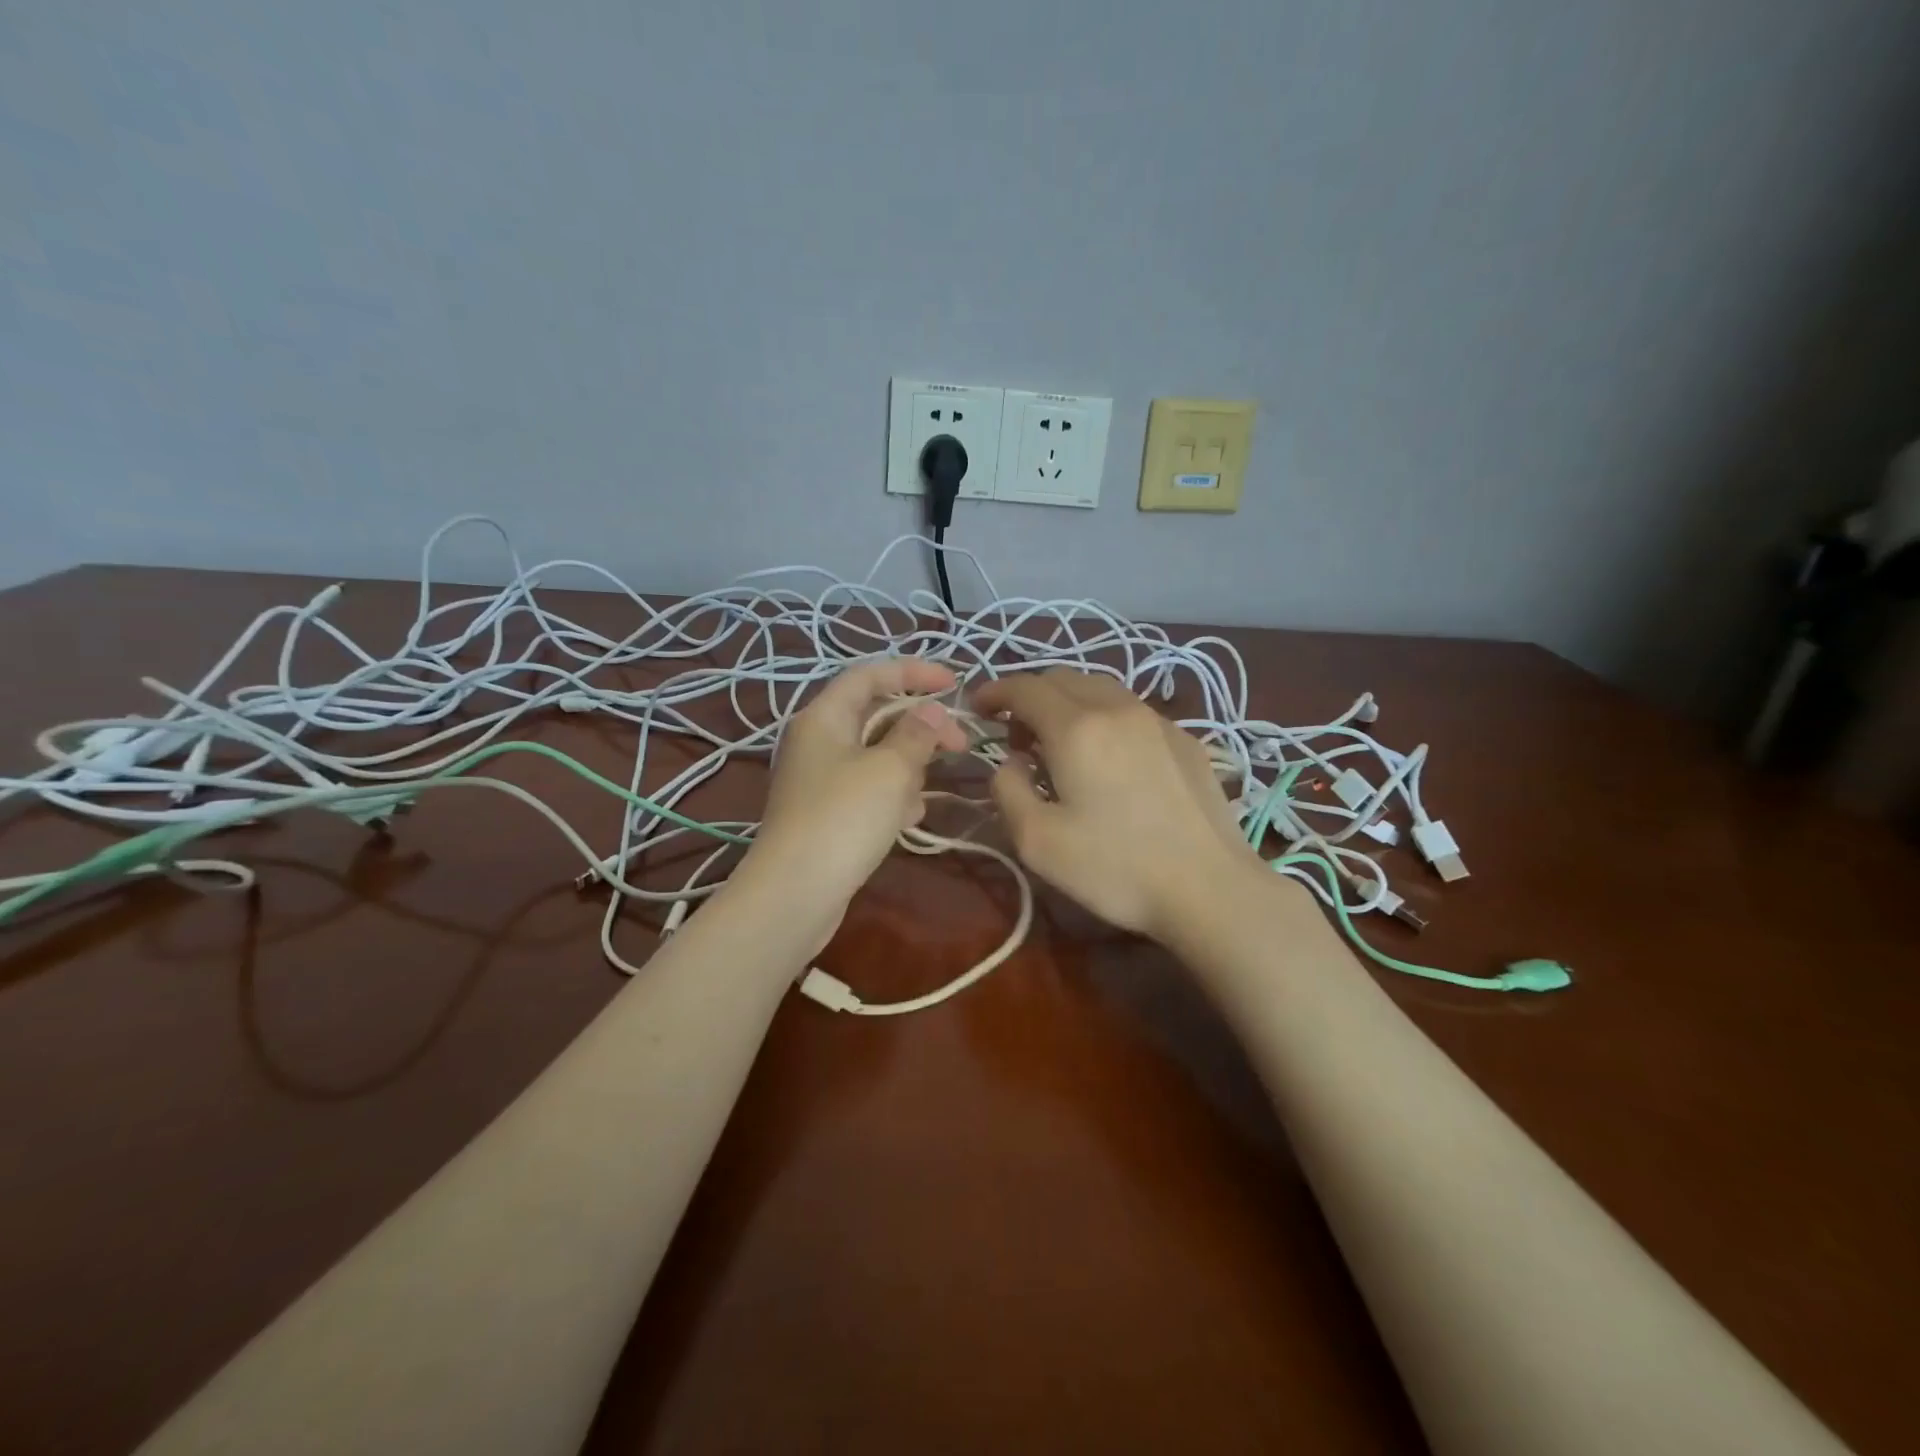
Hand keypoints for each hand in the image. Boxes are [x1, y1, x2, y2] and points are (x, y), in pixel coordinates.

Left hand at [741, 658, 969, 935]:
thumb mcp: (891, 769)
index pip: (870, 674)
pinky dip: (892, 796)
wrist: (795, 893)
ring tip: (925, 791)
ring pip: (876, 755)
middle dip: (920, 726)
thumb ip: (916, 734)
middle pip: (875, 715)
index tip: (955, 683)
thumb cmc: (845, 818)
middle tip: (961, 744)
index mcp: (824, 716)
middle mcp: (818, 741)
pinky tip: (909, 818)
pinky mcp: (827, 813)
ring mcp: (820, 779)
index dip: (914, 672)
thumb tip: (931, 711)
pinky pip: (868, 789)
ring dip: (908, 766)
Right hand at [971, 667, 1262, 940]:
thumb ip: (1007, 789)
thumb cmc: (1116, 868)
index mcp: (1076, 728)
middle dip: (1029, 697)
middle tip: (1017, 739)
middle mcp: (1117, 709)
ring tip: (1060, 745)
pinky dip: (1103, 717)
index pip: (1025, 687)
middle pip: (1062, 678)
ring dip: (1067, 703)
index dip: (995, 691)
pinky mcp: (1186, 739)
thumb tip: (1011, 762)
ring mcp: (1157, 721)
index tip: (979, 709)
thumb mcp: (1037, 841)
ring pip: (1100, 688)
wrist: (1210, 888)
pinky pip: (1130, 710)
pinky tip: (1108, 759)